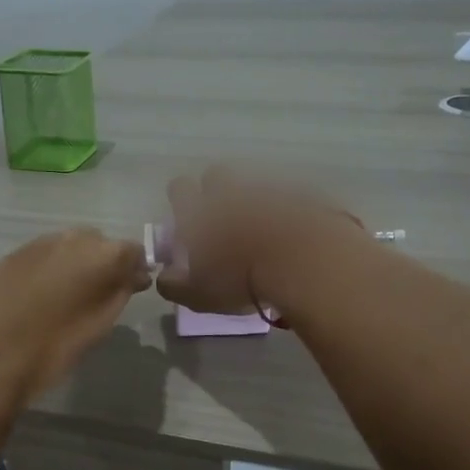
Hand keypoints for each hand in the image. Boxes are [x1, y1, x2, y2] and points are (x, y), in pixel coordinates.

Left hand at [0, 228, 152, 402]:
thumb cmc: (53, 345)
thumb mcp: (99, 325)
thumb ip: (120, 293)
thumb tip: (132, 277)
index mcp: (103, 254)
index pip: (133, 251)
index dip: (134, 270)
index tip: (132, 290)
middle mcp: (73, 237)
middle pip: (99, 243)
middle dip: (104, 263)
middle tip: (98, 295)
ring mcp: (40, 242)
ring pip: (69, 246)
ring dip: (75, 264)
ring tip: (67, 296)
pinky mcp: (13, 253)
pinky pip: (44, 255)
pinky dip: (49, 269)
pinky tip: (40, 295)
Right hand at [155, 168, 357, 318]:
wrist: (304, 261)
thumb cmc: (240, 278)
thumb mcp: (197, 294)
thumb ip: (173, 284)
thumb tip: (165, 275)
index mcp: (199, 209)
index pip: (179, 188)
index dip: (181, 201)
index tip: (187, 220)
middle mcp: (229, 191)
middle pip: (216, 175)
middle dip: (217, 192)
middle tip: (224, 222)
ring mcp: (267, 189)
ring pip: (253, 185)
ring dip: (253, 202)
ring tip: (262, 231)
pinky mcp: (302, 194)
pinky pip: (288, 197)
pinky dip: (286, 210)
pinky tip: (292, 233)